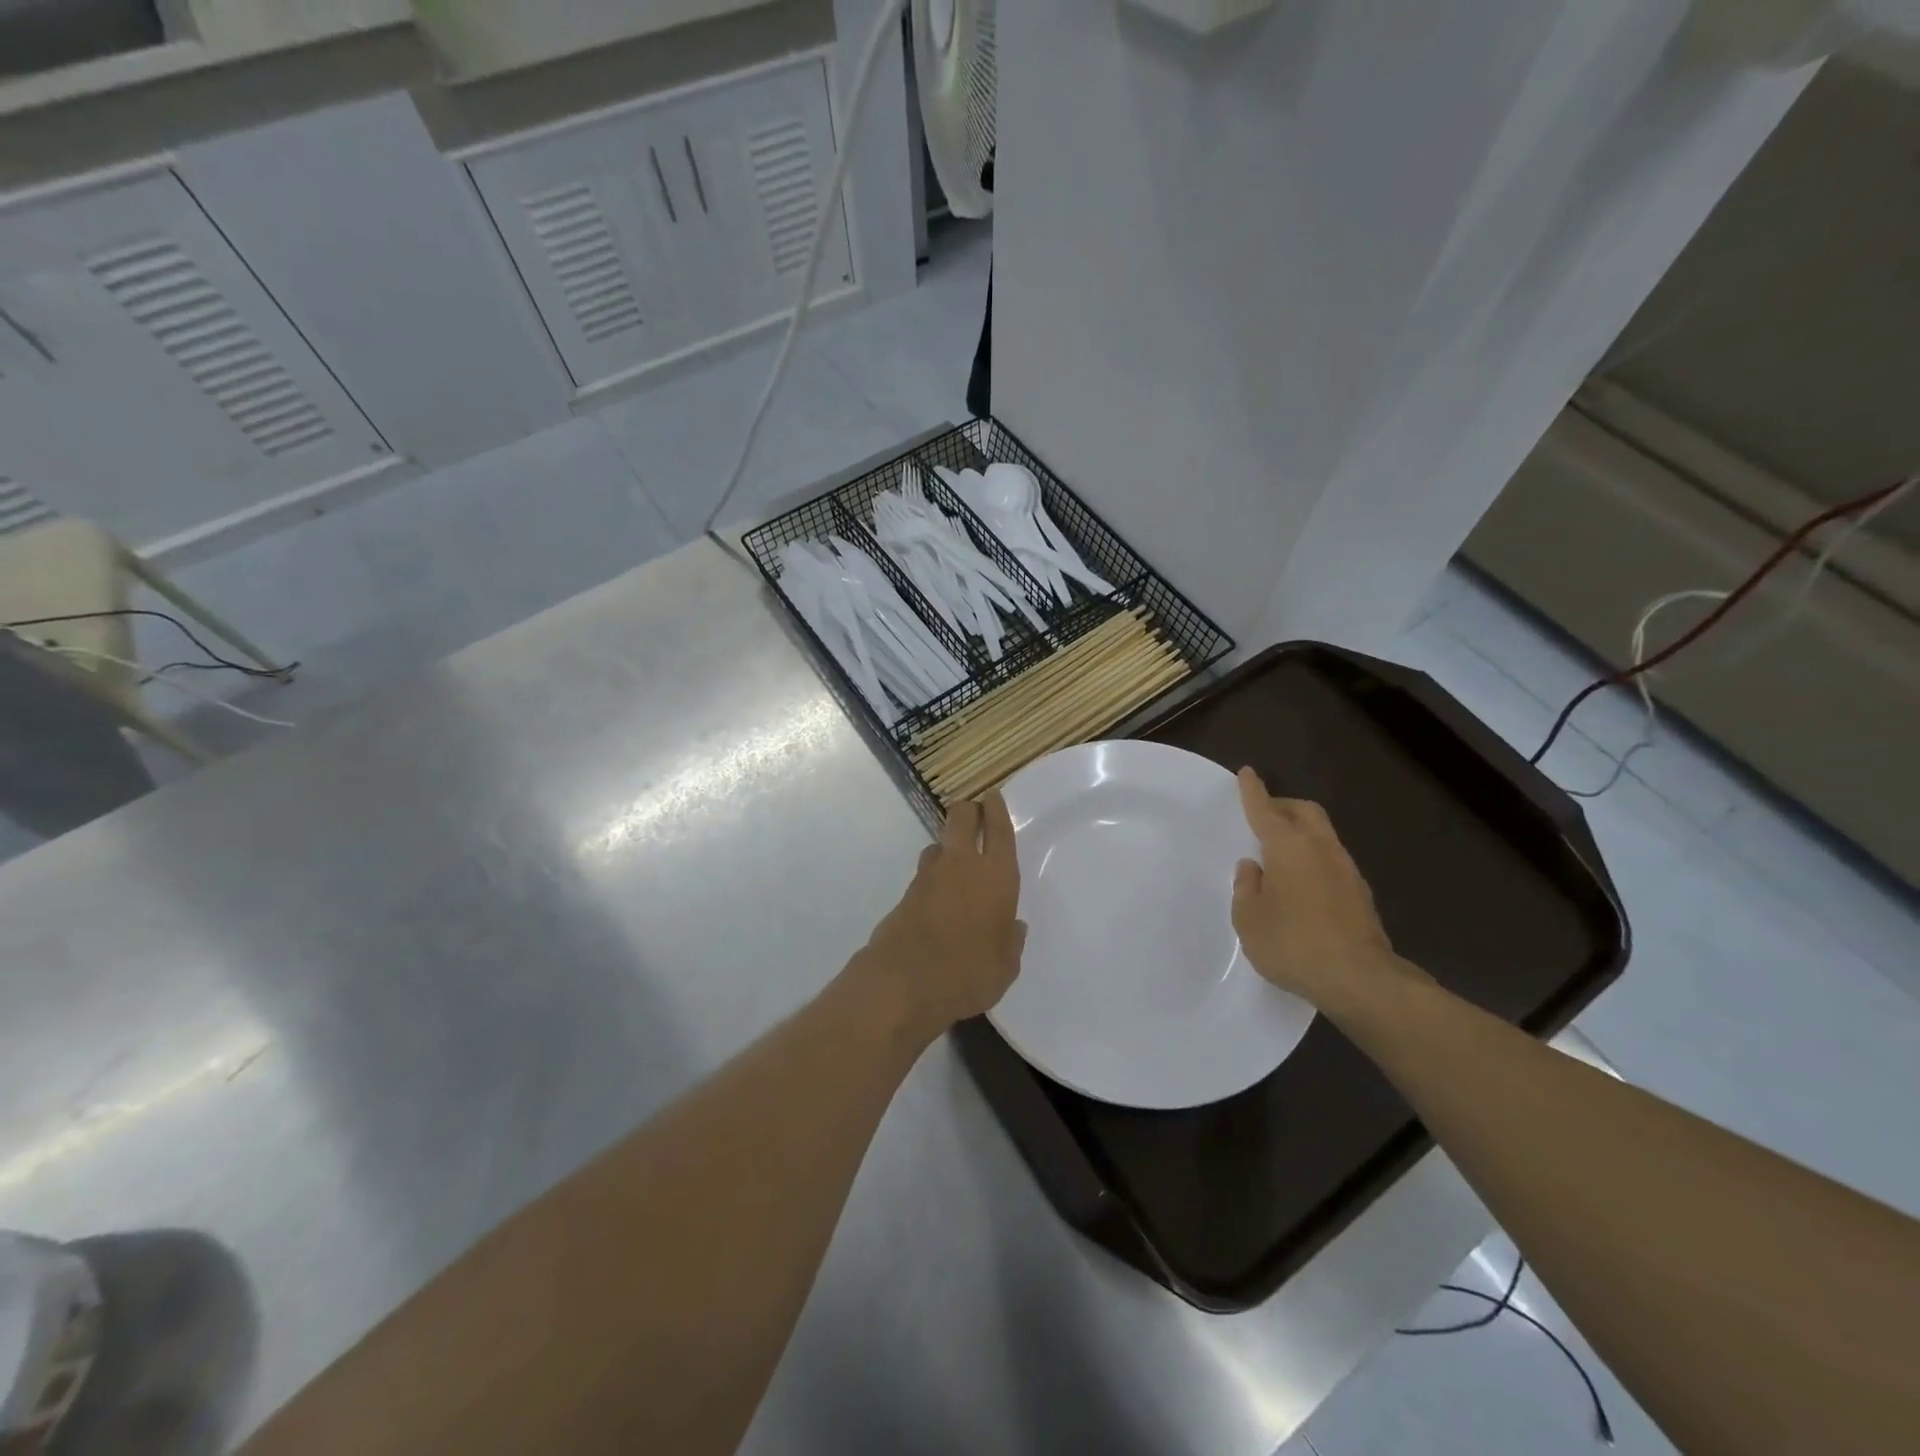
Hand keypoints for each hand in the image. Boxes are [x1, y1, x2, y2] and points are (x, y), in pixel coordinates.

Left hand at [857, 791, 1026, 1038]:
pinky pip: (924, 874)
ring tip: (956, 864)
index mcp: (996, 876)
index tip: (993, 796)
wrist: (904, 983)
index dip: (996, 808)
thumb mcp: (1005, 966)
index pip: (998, 829)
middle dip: (968, 811)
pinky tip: (938, 899)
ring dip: (947, 847)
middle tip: (974, 815)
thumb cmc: (970, 973)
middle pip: (961, 818)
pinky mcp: (905, 894)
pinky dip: (933, 878)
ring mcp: (928, 877)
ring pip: (938, 844)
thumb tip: (1013, 927)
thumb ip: (1010, 941)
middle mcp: (962, 865)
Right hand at [1230, 767, 1416, 1006]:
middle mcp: (1320, 848)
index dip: (1253, 791)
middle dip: (1283, 806)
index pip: (1265, 809)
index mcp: (1288, 847)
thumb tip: (1252, 868)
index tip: (1247, 773)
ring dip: (1301, 834)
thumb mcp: (1249, 919)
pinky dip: (1314, 860)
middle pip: (1305, 811)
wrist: (1360, 980)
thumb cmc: (1292, 943)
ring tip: (1280, 855)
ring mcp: (1347, 870)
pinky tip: (1303, 885)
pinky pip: (1332, 862)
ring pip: (1322, 835)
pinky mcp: (1361, 895)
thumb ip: (1247, 888)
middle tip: (1265, 815)